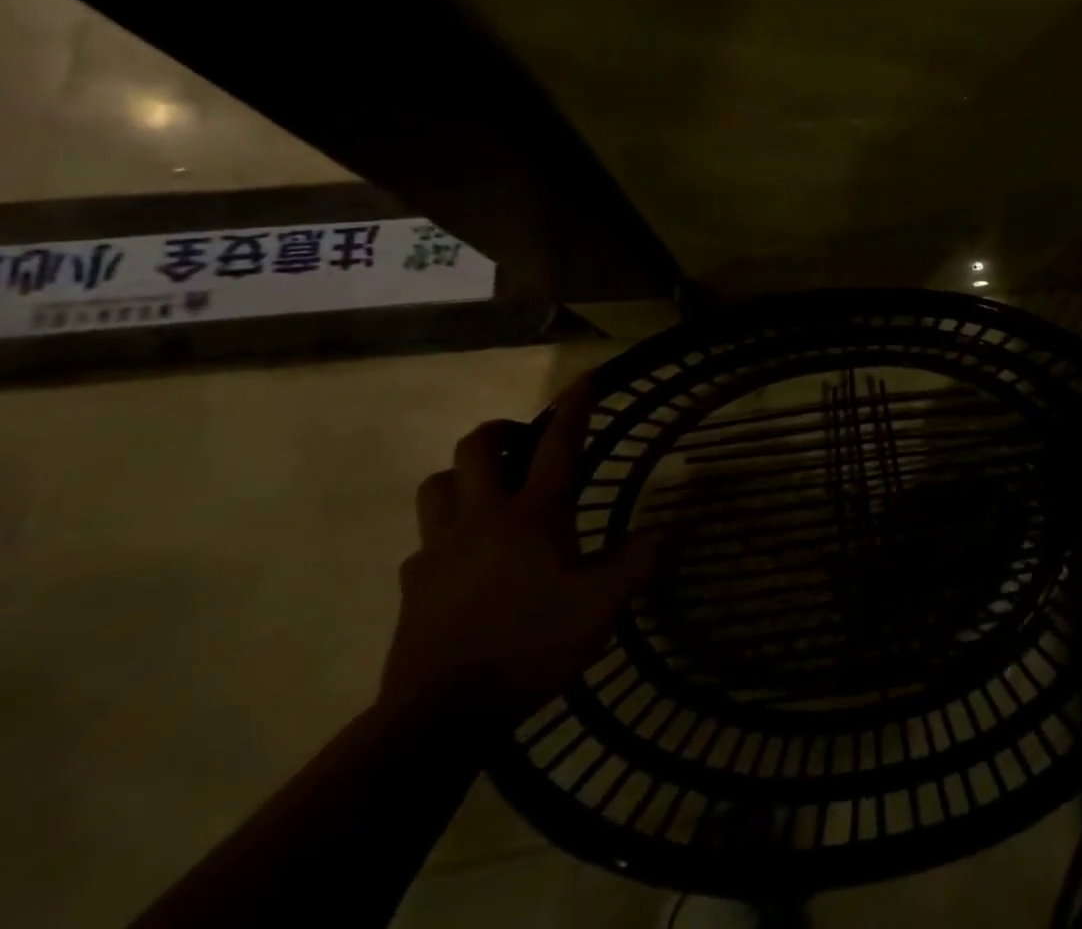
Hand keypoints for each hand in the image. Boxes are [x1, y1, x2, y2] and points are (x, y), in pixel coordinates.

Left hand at [380, 380, 653, 725]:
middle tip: (520, 443)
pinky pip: (422, 543)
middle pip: (476, 449)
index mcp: (535, 513)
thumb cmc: (530, 644)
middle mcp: (485, 517)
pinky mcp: (413, 584)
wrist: (441, 713)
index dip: (575, 407)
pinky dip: (441, 537)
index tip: (584, 378)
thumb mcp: (603, 606)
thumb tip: (656, 537)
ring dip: (460, 477)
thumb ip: (635, 564)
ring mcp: (441, 549)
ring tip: (484, 491)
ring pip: (436, 485)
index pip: (560, 444)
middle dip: (499, 433)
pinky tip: (459, 558)